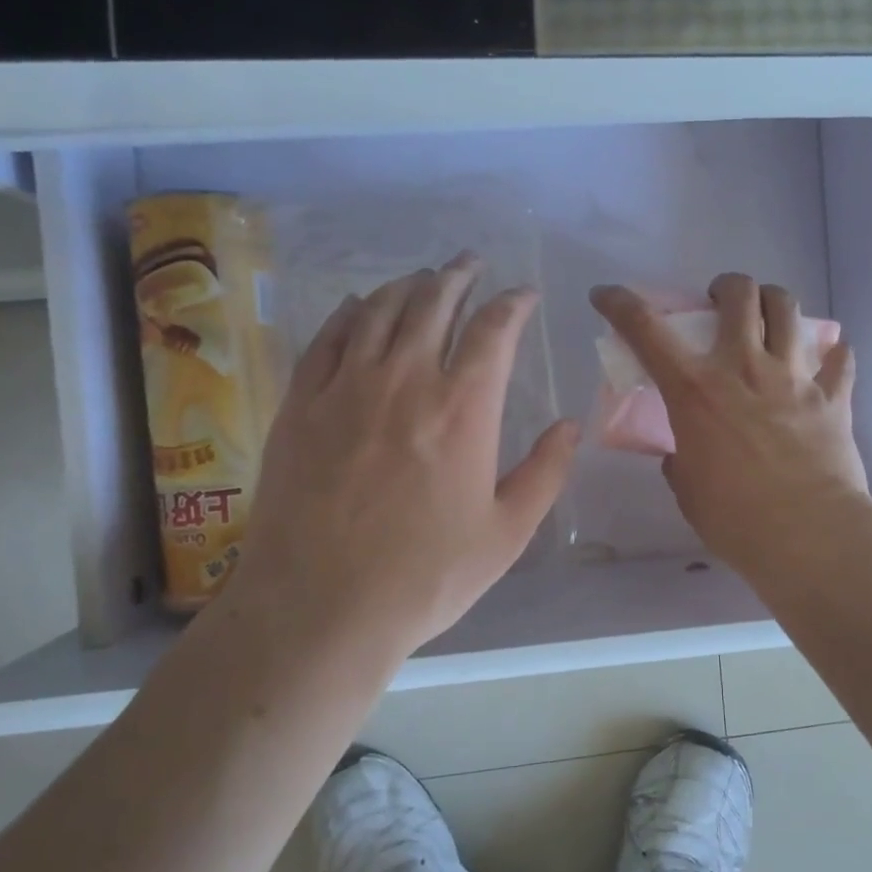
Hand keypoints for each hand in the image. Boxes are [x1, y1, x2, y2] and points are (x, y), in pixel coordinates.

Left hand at [234, 255, 577, 667]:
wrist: (320, 607)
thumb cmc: (425, 576)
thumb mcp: (507, 533)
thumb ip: (545, 473)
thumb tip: (570, 426)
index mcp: (464, 409)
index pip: (494, 329)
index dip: (513, 303)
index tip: (523, 295)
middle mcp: (406, 380)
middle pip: (434, 303)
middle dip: (458, 276)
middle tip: (470, 264)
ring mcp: (347, 387)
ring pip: (381, 311)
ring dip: (409, 286)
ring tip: (424, 277)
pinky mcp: (302, 404)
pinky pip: (329, 338)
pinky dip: (351, 312)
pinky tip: (361, 305)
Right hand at [590, 273, 871, 580]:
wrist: (808, 536)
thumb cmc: (735, 518)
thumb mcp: (687, 488)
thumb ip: (680, 460)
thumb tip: (683, 454)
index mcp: (695, 390)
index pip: (647, 330)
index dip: (620, 304)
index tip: (607, 295)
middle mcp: (744, 368)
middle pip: (739, 295)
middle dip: (725, 287)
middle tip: (719, 304)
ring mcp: (794, 378)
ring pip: (788, 309)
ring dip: (773, 302)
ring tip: (768, 315)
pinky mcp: (833, 398)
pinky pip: (839, 359)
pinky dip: (832, 354)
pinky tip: (827, 359)